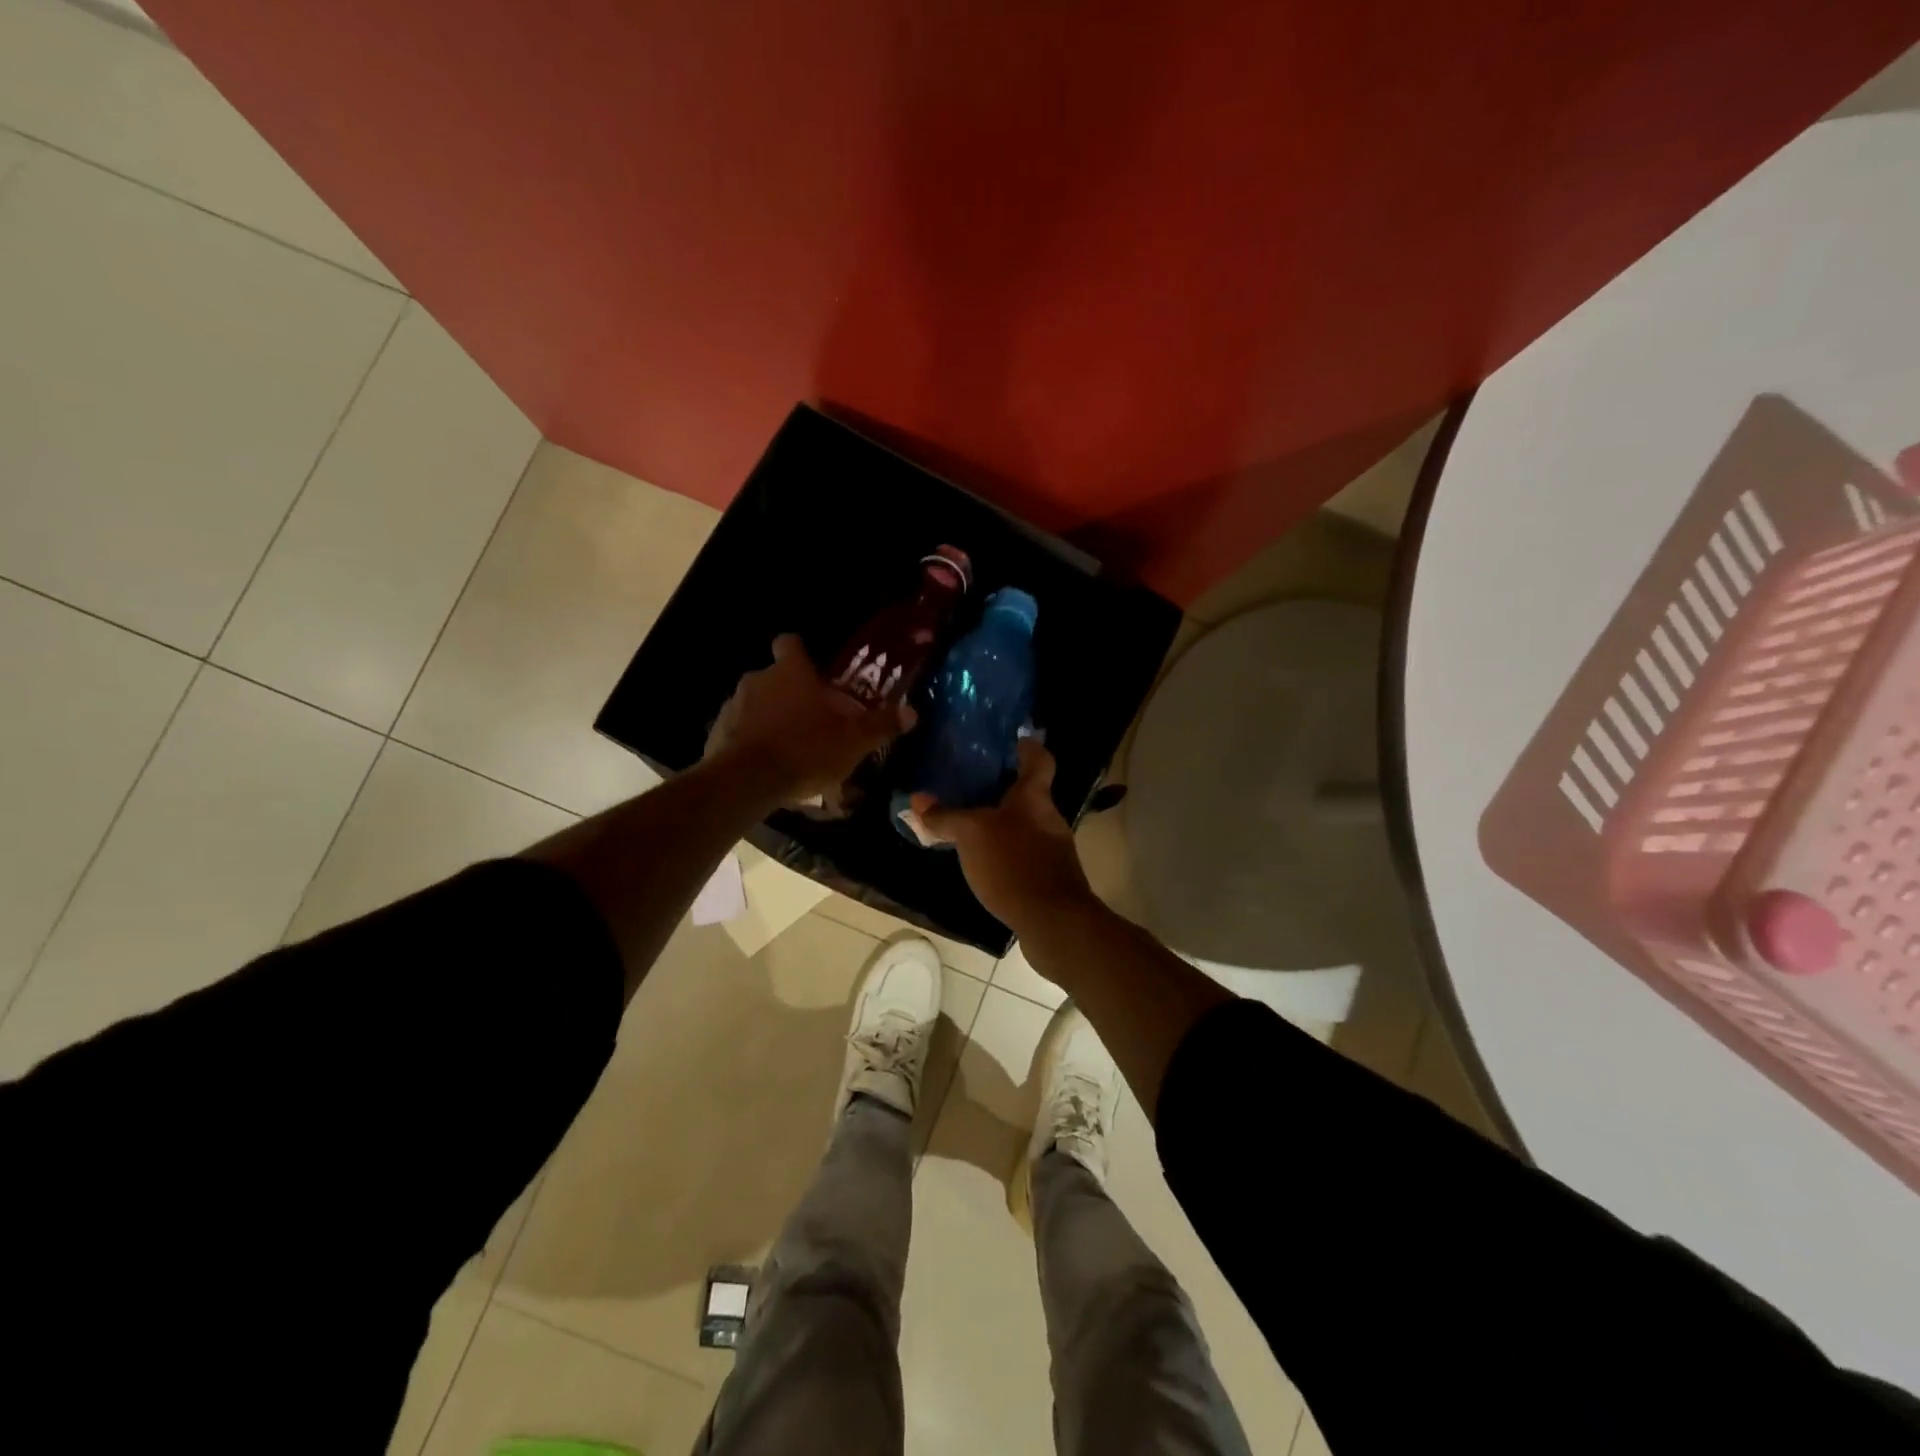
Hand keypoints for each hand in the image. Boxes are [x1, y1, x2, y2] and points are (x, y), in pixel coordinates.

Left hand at [705, 635, 913, 803]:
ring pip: (756, 703)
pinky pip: (739, 728)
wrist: (747, 781)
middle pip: (775, 676)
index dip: (800, 652)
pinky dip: (751, 739)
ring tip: (789, 746)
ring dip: (770, 717)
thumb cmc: (805, 750)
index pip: (790, 642)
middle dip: (791, 693)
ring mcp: (733, 704)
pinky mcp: (716, 732)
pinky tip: (766, 763)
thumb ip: (881, 724)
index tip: (812, 669)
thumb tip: (912, 712)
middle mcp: (758, 679)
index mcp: (791, 672)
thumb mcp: (853, 741)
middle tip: (811, 719)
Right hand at [913, 739, 1094, 932]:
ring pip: (1023, 825)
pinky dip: (1003, 852)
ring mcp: (1052, 850)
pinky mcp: (1048, 879)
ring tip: (968, 823)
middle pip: (1029, 794)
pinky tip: (982, 862)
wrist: (1053, 922)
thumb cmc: (1013, 864)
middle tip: (970, 783)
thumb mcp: (971, 834)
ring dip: (1000, 823)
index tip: (1013, 739)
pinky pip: (1021, 854)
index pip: (1039, 759)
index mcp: (1034, 797)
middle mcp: (1048, 818)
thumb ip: (945, 816)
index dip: (1028, 746)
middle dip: (1002, 789)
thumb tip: (917, 800)